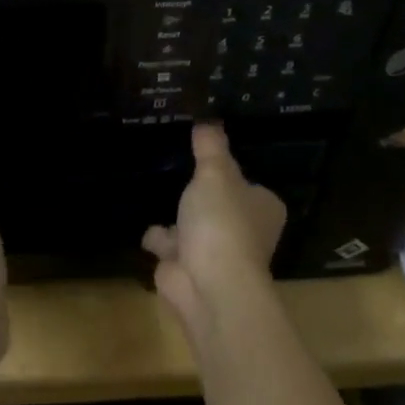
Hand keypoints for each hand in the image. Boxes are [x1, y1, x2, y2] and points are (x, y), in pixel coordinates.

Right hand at [142, 123, 286, 330]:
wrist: (208, 284)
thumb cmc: (222, 222)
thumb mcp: (215, 173)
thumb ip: (210, 147)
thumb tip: (208, 120)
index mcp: (262, 208)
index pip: (250, 186)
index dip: (232, 174)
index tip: (209, 158)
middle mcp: (246, 232)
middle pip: (221, 206)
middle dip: (201, 197)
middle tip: (177, 171)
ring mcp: (216, 253)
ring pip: (194, 227)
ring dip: (177, 218)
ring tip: (156, 189)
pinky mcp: (188, 269)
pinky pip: (170, 246)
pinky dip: (158, 238)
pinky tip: (142, 220)